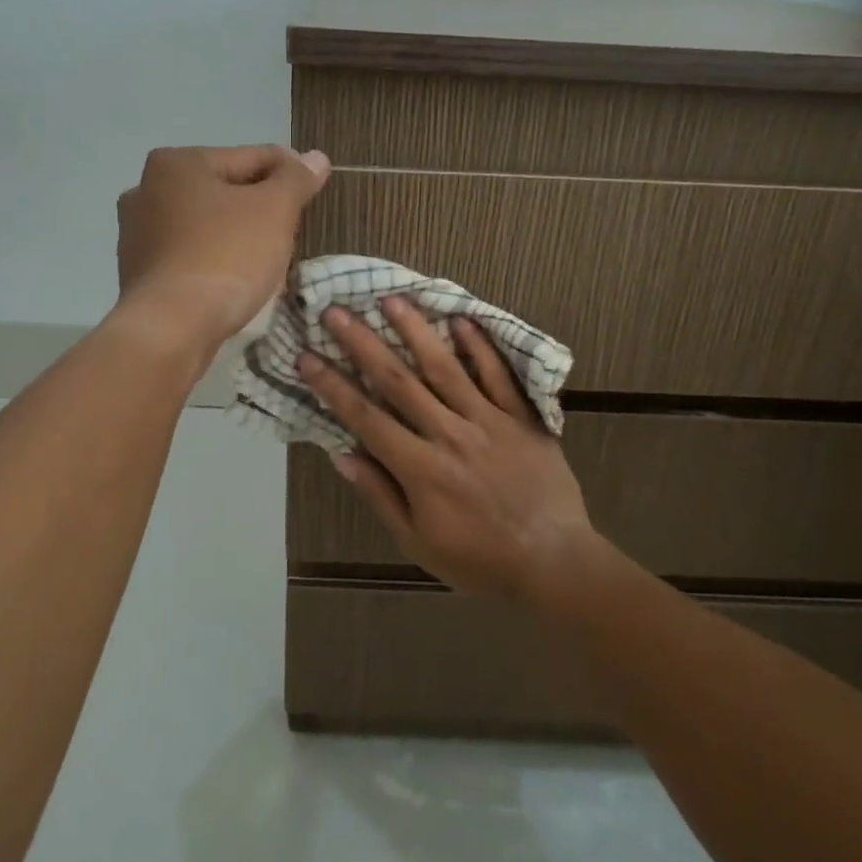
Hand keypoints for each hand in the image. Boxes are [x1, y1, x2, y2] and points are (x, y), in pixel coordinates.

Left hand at [115, 144, 329, 349]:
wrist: (172, 328)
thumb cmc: (226, 257)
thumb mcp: (274, 211)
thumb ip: (296, 180)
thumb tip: (316, 157)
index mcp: (177, 163)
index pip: (251, 157)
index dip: (289, 172)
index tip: (314, 190)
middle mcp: (146, 190)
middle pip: (225, 190)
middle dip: (260, 207)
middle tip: (292, 230)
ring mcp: (138, 234)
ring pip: (207, 225)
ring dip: (237, 235)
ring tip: (268, 259)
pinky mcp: (140, 273)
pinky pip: (191, 256)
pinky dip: (215, 261)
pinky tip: (235, 281)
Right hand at [297, 297, 602, 601]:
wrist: (554, 562)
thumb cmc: (480, 561)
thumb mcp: (418, 542)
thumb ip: (380, 495)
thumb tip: (341, 455)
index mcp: (420, 469)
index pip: (365, 418)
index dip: (332, 386)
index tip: (307, 356)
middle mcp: (449, 434)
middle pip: (399, 381)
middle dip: (363, 343)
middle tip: (336, 310)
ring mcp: (488, 421)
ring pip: (445, 368)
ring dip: (415, 331)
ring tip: (391, 299)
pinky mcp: (521, 418)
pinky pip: (498, 376)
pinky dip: (479, 347)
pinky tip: (460, 320)